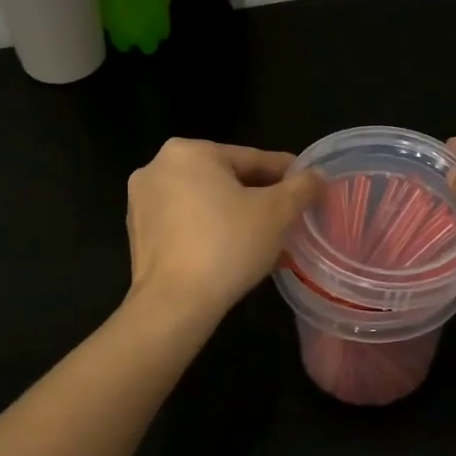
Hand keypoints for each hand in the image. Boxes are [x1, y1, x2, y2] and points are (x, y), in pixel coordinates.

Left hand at [124, 138, 323, 324]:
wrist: (174, 304)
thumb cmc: (228, 245)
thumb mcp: (278, 212)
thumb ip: (302, 187)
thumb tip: (317, 176)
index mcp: (190, 151)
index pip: (252, 158)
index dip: (287, 173)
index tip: (310, 185)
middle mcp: (159, 167)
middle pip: (226, 178)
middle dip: (260, 197)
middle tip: (290, 216)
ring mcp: (142, 201)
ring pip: (205, 201)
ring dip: (236, 215)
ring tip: (267, 238)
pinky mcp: (138, 233)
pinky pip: (186, 223)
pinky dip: (210, 231)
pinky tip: (234, 252)